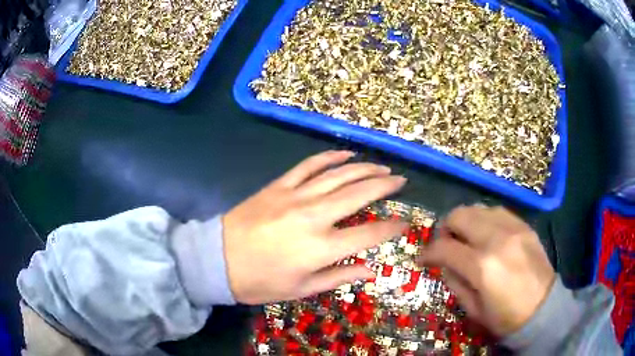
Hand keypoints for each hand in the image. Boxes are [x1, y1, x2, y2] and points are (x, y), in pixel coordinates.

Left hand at [223, 150, 407, 304]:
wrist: (217, 259)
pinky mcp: (279, 185)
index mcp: (321, 248)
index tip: (405, 222)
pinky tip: (345, 154)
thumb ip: (339, 277)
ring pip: (339, 175)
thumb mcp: (301, 289)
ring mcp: (295, 196)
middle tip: (401, 180)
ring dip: (365, 168)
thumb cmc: (260, 281)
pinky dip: (329, 157)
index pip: (369, 233)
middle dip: (385, 186)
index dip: (392, 227)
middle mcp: (314, 216)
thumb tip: (371, 270)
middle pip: (359, 194)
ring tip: (383, 167)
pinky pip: (309, 165)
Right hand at [418, 205, 555, 336]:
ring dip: (466, 221)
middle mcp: (496, 239)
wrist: (543, 308)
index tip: (423, 258)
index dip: (429, 252)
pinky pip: (498, 212)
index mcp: (482, 266)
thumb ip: (455, 282)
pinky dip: (485, 220)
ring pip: (479, 208)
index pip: (445, 248)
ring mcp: (513, 228)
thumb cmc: (505, 317)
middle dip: (445, 228)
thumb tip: (445, 263)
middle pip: (460, 215)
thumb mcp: (473, 309)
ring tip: (466, 237)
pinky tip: (486, 234)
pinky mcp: (524, 226)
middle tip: (445, 244)